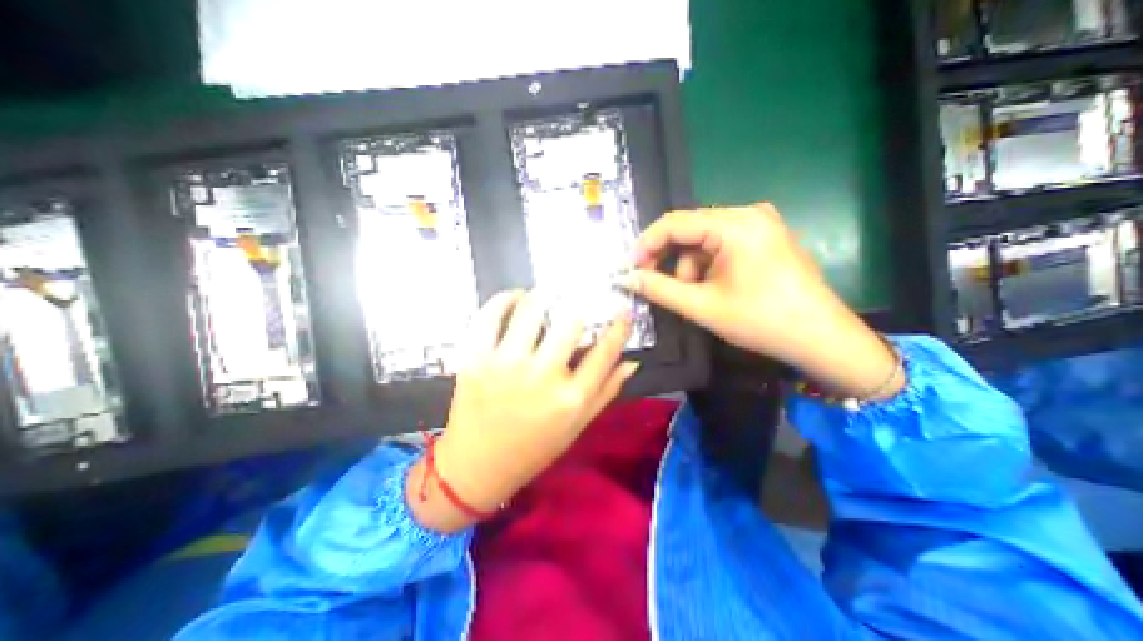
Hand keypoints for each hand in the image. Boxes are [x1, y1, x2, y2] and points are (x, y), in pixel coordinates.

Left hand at [409, 290, 637, 529]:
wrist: (477, 466)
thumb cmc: (534, 448)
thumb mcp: (577, 426)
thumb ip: (606, 391)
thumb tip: (632, 361)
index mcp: (570, 398)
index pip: (605, 350)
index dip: (619, 325)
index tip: (623, 309)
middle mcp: (541, 376)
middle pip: (570, 321)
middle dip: (580, 303)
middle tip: (578, 296)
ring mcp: (505, 363)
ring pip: (531, 308)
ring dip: (542, 295)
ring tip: (545, 295)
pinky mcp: (475, 357)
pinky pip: (491, 314)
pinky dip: (505, 299)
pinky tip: (515, 300)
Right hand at [622, 205, 906, 402]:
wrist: (821, 339)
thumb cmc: (761, 321)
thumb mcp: (702, 306)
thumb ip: (659, 289)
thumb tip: (626, 278)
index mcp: (735, 224)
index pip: (674, 222)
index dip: (646, 245)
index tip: (630, 269)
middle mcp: (748, 214)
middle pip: (689, 230)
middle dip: (669, 259)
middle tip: (653, 284)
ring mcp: (759, 224)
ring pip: (703, 240)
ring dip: (690, 267)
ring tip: (695, 296)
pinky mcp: (764, 237)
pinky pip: (721, 245)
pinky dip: (707, 266)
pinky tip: (712, 289)